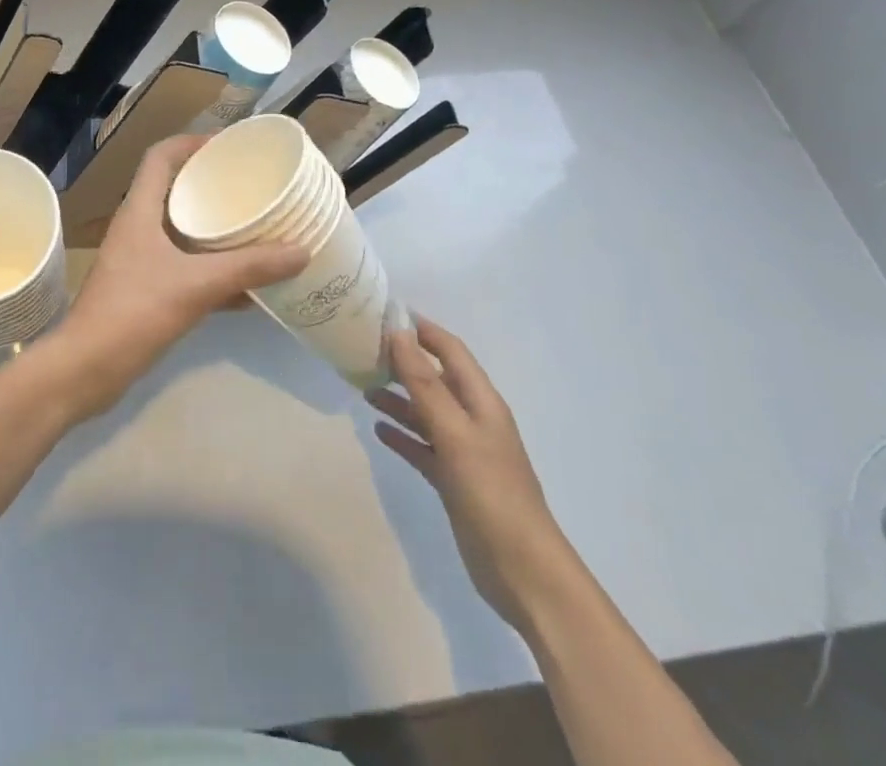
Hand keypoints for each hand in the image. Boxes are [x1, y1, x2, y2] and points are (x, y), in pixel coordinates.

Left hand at [42, 135, 305, 422]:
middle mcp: (138, 228)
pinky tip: (247, 288)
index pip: (160, 156)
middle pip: (174, 190)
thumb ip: (248, 268)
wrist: (86, 371)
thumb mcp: (196, 285)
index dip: (192, 142)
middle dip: (211, 185)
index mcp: (140, 211)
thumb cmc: (133, 313)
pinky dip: (213, 271)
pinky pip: (185, 268)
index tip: (228, 146)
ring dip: (215, 230)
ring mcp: (139, 261)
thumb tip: (301, 251)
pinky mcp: (145, 291)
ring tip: (255, 228)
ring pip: (182, 231)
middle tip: (250, 187)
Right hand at [368, 316, 570, 623]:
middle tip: (363, 350)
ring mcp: (463, 451)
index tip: (385, 313)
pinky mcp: (453, 481)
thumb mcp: (455, 433)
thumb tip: (398, 334)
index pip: (450, 350)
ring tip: (362, 388)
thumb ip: (424, 384)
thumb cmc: (492, 492)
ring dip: (398, 399)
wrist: (523, 571)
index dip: (422, 329)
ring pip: (425, 413)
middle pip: (434, 379)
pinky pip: (422, 447)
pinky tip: (378, 430)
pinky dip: (402, 435)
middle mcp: (472, 419)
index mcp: (481, 401)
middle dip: (403, 362)